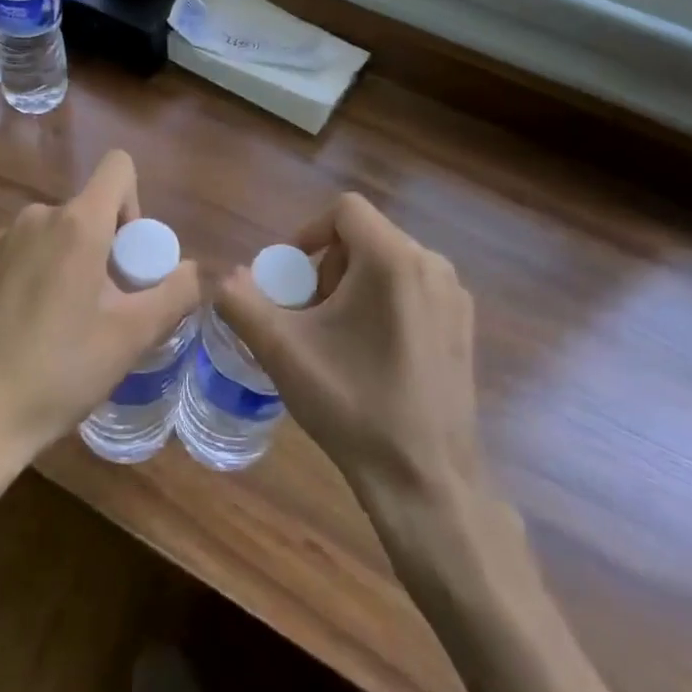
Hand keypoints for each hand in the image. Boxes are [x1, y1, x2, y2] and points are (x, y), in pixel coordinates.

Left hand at [0, 151, 198, 477]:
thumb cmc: (57, 372)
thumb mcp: (131, 337)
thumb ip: (175, 293)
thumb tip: (196, 270)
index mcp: (76, 223)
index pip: (118, 167)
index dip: (136, 204)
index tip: (131, 259)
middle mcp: (37, 217)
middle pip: (91, 209)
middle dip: (110, 248)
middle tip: (109, 308)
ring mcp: (3, 241)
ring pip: (60, 234)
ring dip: (77, 264)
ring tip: (73, 326)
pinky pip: (31, 253)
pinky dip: (45, 276)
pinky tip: (36, 332)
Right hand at [213, 193, 480, 507]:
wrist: (426, 481)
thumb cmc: (352, 405)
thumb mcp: (283, 351)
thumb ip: (243, 302)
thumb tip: (227, 278)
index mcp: (393, 259)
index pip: (344, 210)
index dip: (308, 232)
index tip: (290, 276)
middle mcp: (431, 265)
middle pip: (365, 236)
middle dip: (328, 266)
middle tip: (309, 314)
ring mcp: (454, 296)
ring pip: (389, 262)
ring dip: (353, 285)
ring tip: (336, 336)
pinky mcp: (463, 326)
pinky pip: (413, 288)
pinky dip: (383, 302)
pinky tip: (371, 354)